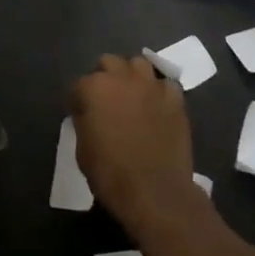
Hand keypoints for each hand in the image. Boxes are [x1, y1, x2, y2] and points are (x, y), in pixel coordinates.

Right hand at [71, 55, 202, 235]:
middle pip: (108, 63)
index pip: (79, 84)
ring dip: (132, 75)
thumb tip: (89, 113)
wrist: (155, 192)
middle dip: (105, 77)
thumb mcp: (82, 149)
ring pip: (138, 64)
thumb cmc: (111, 174)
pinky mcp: (174, 98)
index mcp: (93, 88)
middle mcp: (121, 77)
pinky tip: (157, 105)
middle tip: (107, 100)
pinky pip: (165, 83)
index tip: (82, 114)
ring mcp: (151, 85)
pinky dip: (159, 90)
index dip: (79, 100)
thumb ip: (84, 121)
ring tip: (133, 94)